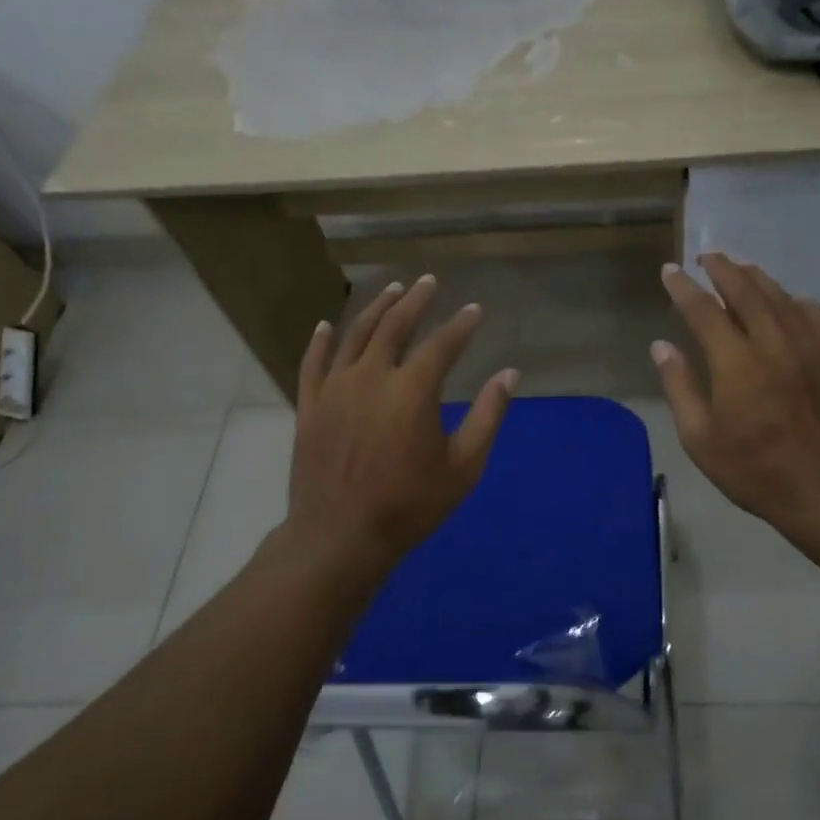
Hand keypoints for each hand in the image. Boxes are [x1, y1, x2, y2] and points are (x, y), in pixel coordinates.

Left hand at [286, 275, 516, 570]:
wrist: (340, 536)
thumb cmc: (410, 504)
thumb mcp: (463, 467)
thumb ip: (487, 416)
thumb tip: (509, 374)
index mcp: (412, 390)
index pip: (442, 344)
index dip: (461, 325)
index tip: (474, 310)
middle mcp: (371, 377)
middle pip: (394, 326)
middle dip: (415, 300)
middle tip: (428, 282)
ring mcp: (334, 388)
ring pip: (355, 335)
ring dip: (375, 309)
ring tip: (390, 290)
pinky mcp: (309, 405)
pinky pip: (313, 362)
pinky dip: (321, 340)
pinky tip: (327, 325)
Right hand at [652, 255, 819, 525]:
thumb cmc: (754, 470)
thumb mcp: (701, 439)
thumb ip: (680, 387)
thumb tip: (661, 346)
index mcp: (736, 362)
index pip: (704, 310)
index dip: (684, 288)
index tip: (670, 271)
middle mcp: (773, 343)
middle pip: (746, 291)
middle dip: (723, 269)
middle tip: (707, 256)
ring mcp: (809, 348)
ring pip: (781, 298)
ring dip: (757, 278)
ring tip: (741, 268)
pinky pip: (814, 317)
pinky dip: (796, 302)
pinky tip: (790, 300)